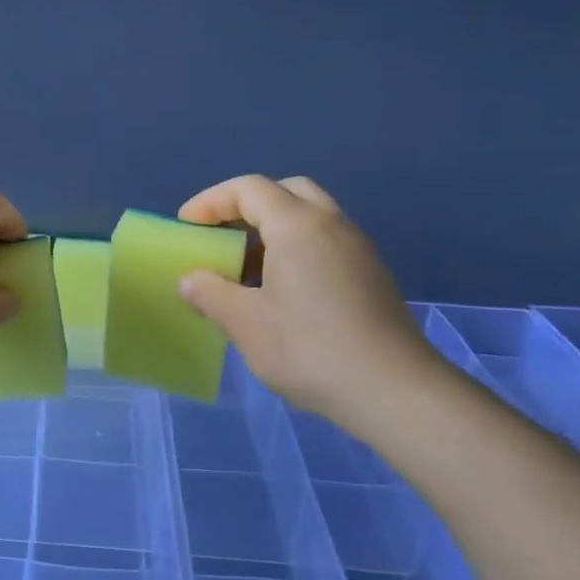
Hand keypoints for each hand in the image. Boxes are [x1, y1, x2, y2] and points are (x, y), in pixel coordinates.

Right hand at [177, 175, 445, 434]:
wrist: (393, 391)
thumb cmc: (309, 348)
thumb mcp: (245, 323)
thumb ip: (210, 294)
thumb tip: (190, 281)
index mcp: (298, 225)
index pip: (248, 188)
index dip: (211, 201)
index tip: (186, 226)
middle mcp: (332, 225)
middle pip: (285, 192)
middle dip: (247, 206)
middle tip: (221, 235)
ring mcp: (358, 250)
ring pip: (310, 218)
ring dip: (273, 231)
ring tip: (245, 270)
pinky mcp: (371, 277)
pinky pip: (325, 244)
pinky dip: (296, 251)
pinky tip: (281, 294)